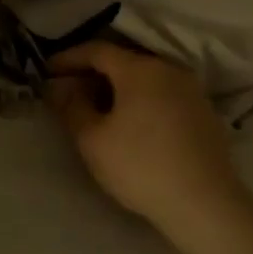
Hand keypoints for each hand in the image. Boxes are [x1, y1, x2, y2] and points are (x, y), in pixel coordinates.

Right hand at [46, 41, 245, 230]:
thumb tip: (58, 86)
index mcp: (140, 69)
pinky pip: (163, 94)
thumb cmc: (140, 166)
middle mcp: (168, 69)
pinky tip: (130, 124)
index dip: (68, 58)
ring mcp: (191, 90)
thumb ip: (71, 106)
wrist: (205, 203)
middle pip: (123, 61)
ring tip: (97, 110)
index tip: (47, 71)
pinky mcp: (204, 113)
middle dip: (92, 73)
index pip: (97, 50)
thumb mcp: (93, 139)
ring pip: (145, 78)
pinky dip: (140, 100)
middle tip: (69, 92)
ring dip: (117, 88)